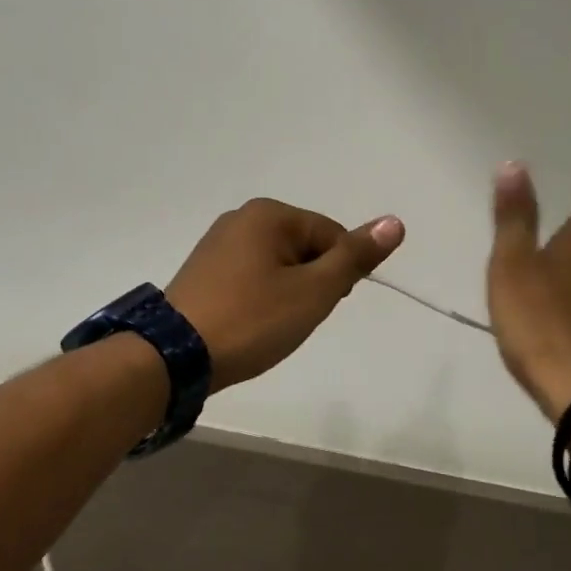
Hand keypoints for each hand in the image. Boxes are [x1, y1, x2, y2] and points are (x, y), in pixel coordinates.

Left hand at [167, 198, 405, 390]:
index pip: (331, 235)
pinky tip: (249, 323)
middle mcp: (241, 217)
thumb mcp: (314, 291)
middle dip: (310, 283)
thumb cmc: (253, 319)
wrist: (175, 356)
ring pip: (277, 265)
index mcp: (269, 214)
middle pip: (304, 247)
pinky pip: (250, 276)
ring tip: (270, 325)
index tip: (321, 307)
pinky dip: (260, 297)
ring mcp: (217, 242)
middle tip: (293, 319)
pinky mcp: (203, 269)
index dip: (337, 275)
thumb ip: (354, 257)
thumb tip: (395, 222)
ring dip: (286, 293)